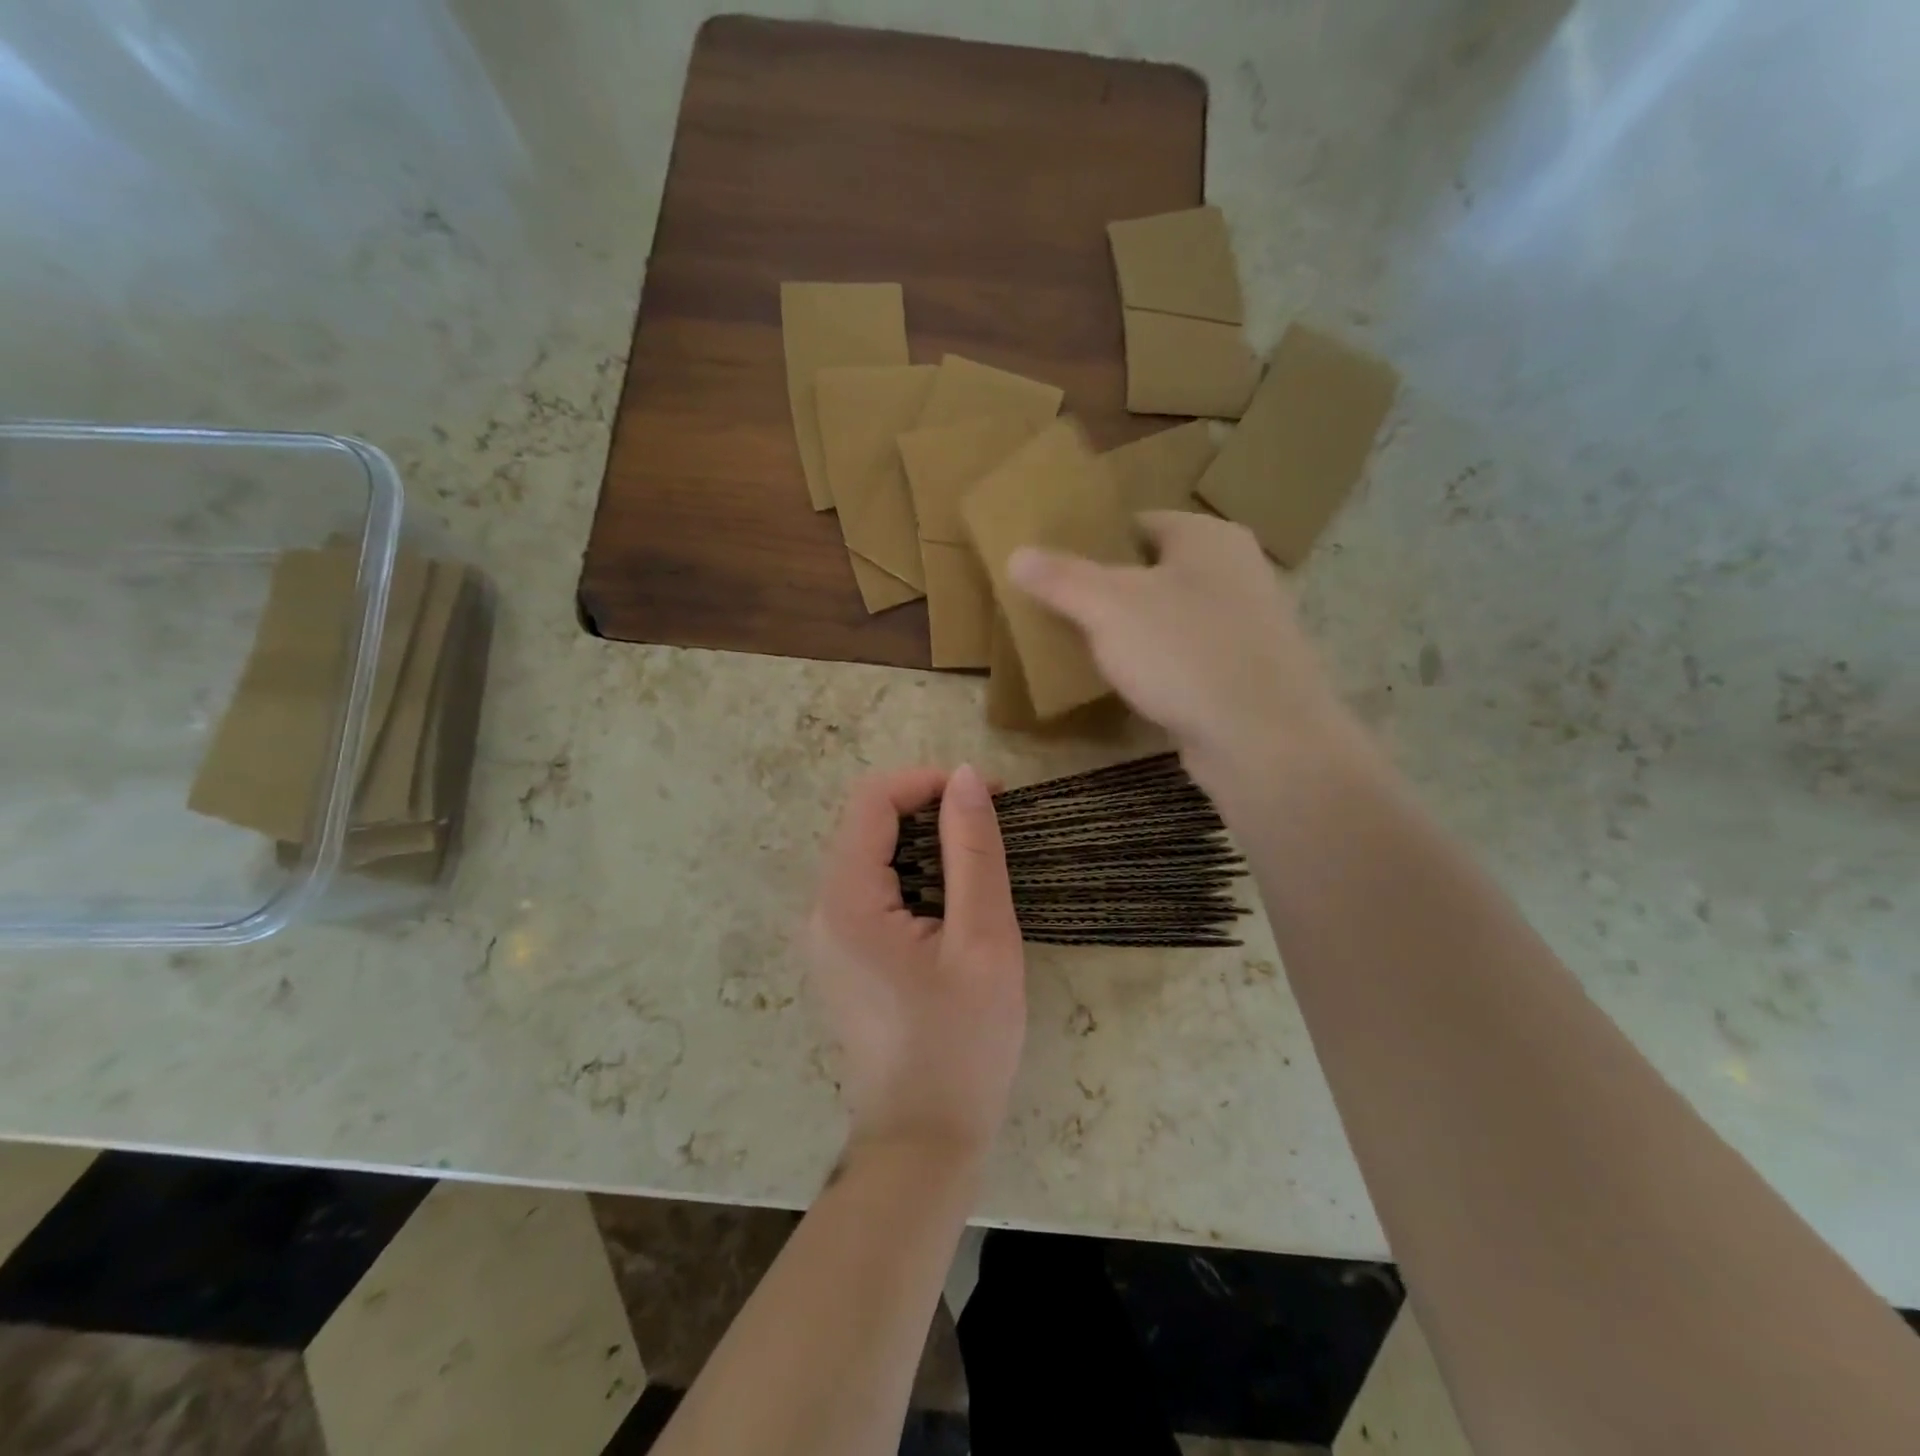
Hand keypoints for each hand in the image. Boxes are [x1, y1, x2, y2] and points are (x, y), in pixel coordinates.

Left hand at [807, 765, 1025, 1172]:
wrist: (925, 1142)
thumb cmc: (963, 1044)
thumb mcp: (983, 940)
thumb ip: (973, 851)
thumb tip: (963, 777)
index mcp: (846, 900)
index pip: (872, 800)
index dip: (927, 782)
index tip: (986, 797)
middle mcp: (820, 909)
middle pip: (867, 823)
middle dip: (929, 810)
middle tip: (992, 830)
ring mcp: (825, 935)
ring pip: (871, 855)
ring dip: (925, 844)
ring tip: (980, 868)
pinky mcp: (840, 955)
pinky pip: (871, 889)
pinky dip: (912, 876)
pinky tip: (951, 906)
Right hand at [1009, 511, 1364, 796]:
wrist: (1263, 738)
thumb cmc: (1184, 652)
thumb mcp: (1108, 607)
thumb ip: (1061, 578)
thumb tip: (1017, 554)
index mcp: (1208, 537)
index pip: (1138, 522)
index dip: (1094, 541)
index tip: (1056, 569)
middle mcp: (1235, 570)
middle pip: (1155, 570)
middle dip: (1109, 590)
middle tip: (1062, 611)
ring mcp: (1246, 624)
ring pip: (1171, 616)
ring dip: (1133, 631)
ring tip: (1086, 649)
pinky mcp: (1245, 672)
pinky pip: (1188, 656)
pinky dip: (1159, 665)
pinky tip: (1132, 685)